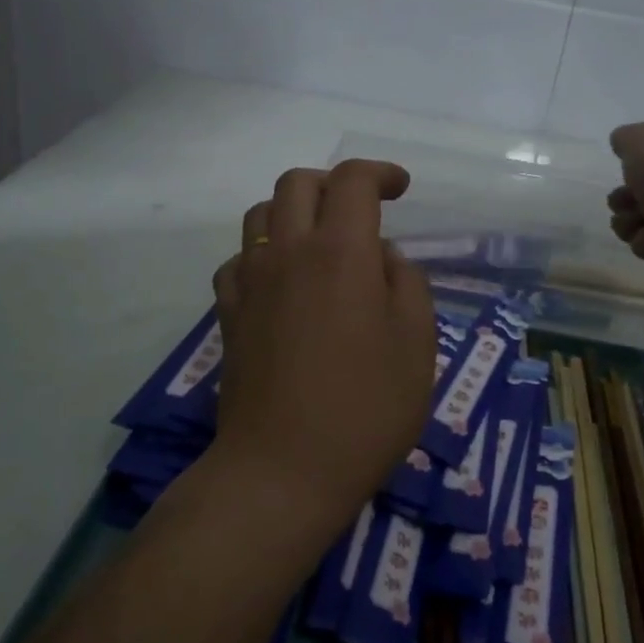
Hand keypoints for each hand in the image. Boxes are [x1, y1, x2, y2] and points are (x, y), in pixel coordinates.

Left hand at [210, 160, 435, 542]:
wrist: (283, 470)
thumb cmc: (365, 409)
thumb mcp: (417, 344)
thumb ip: (406, 284)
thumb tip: (382, 258)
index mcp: (342, 252)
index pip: (353, 181)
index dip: (379, 172)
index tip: (400, 188)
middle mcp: (289, 252)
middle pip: (297, 184)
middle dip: (333, 182)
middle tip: (360, 209)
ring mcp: (251, 282)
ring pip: (260, 215)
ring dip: (292, 211)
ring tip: (319, 240)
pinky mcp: (227, 314)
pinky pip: (237, 261)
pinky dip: (261, 254)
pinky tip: (280, 282)